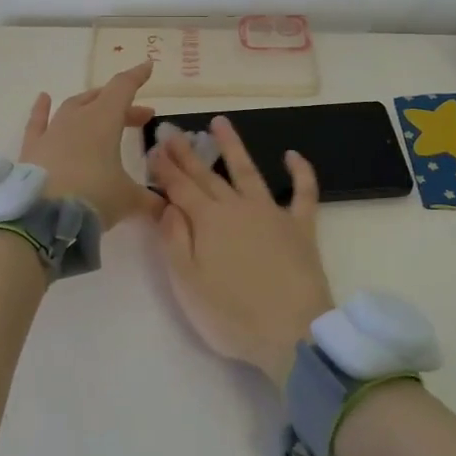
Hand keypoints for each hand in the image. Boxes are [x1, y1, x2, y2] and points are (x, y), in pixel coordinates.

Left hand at [18, 62, 160, 229]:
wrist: (42, 217)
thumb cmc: (93, 198)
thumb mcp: (128, 200)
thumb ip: (150, 200)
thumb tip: (166, 206)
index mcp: (104, 120)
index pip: (123, 88)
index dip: (137, 77)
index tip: (148, 67)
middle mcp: (77, 118)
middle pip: (102, 100)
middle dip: (123, 105)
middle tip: (141, 117)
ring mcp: (52, 131)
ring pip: (73, 106)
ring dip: (90, 104)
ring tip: (100, 109)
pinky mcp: (32, 147)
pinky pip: (38, 121)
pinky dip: (42, 109)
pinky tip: (44, 98)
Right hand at [149, 116, 333, 390]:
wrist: (293, 333)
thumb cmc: (232, 316)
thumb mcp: (187, 284)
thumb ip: (174, 241)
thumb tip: (168, 206)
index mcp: (208, 221)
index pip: (180, 188)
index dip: (165, 169)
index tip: (153, 149)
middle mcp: (237, 207)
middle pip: (207, 175)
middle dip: (187, 153)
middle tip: (173, 132)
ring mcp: (271, 213)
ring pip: (248, 171)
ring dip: (233, 146)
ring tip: (220, 122)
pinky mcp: (300, 227)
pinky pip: (303, 192)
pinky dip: (300, 171)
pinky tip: (292, 154)